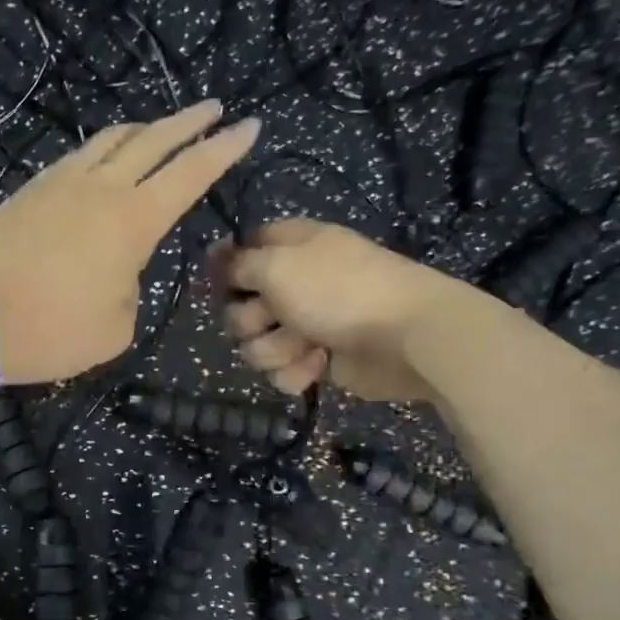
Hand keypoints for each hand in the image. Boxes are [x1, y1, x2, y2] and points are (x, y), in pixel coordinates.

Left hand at [0, 100, 257, 382]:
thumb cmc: (51, 330)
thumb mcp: (115, 327)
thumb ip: (131, 289)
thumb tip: (119, 269)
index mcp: (133, 221)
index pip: (191, 173)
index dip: (225, 148)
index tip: (249, 126)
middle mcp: (102, 188)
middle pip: (154, 140)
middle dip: (190, 122)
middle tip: (214, 108)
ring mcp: (61, 183)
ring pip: (112, 139)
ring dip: (144, 129)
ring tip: (161, 128)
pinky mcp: (30, 189)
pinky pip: (79, 155)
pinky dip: (104, 148)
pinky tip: (105, 156)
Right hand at [213, 220, 460, 400]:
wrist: (403, 336)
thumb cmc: (338, 290)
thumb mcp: (277, 265)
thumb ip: (239, 264)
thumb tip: (216, 258)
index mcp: (288, 247)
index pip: (242, 251)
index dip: (227, 269)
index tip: (220, 285)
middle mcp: (293, 283)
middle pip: (240, 306)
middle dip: (250, 320)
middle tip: (272, 318)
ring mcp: (305, 323)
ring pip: (257, 344)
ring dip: (275, 349)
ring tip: (305, 346)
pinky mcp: (316, 359)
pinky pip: (282, 370)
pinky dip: (296, 371)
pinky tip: (318, 365)